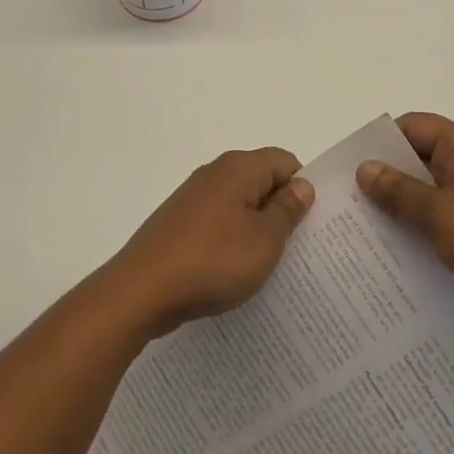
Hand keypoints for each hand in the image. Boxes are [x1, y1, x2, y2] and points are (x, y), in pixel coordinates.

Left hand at [105, 148, 314, 336]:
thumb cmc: (213, 261)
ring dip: (255, 229)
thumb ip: (287, 210)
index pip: (285, 162)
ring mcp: (192, 198)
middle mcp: (214, 173)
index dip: (302, 188)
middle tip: (298, 248)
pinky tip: (233, 271)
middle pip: (261, 181)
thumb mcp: (264, 240)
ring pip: (238, 204)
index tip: (311, 224)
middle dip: (280, 210)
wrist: (141, 291)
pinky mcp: (178, 223)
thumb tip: (302, 185)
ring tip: (268, 264)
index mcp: (238, 168)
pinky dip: (230, 241)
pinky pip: (217, 224)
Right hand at [359, 113, 453, 334]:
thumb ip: (399, 191)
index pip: (412, 127)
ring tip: (368, 232)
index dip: (381, 142)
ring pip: (432, 192)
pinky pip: (448, 218)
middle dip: (387, 179)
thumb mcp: (439, 213)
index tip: (351, 168)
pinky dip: (426, 230)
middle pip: (420, 159)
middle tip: (351, 204)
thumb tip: (365, 167)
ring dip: (405, 209)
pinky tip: (402, 255)